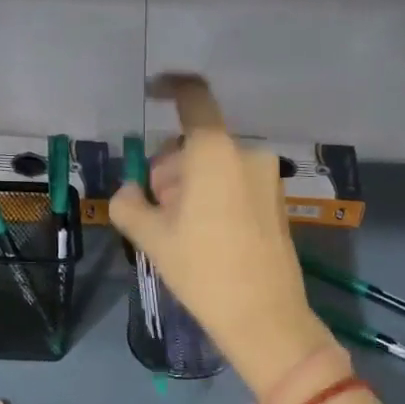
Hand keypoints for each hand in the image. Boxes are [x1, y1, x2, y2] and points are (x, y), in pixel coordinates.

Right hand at [110, 76, 330, 392]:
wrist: (264, 316)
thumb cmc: (202, 270)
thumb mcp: (152, 238)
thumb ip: (129, 204)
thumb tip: (128, 192)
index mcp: (214, 152)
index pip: (194, 98)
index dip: (171, 87)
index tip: (152, 92)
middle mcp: (246, 154)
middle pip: (196, 144)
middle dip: (170, 168)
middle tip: (154, 209)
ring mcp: (267, 178)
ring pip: (215, 166)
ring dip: (190, 186)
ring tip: (178, 230)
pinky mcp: (276, 201)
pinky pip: (235, 184)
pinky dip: (214, 197)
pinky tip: (205, 236)